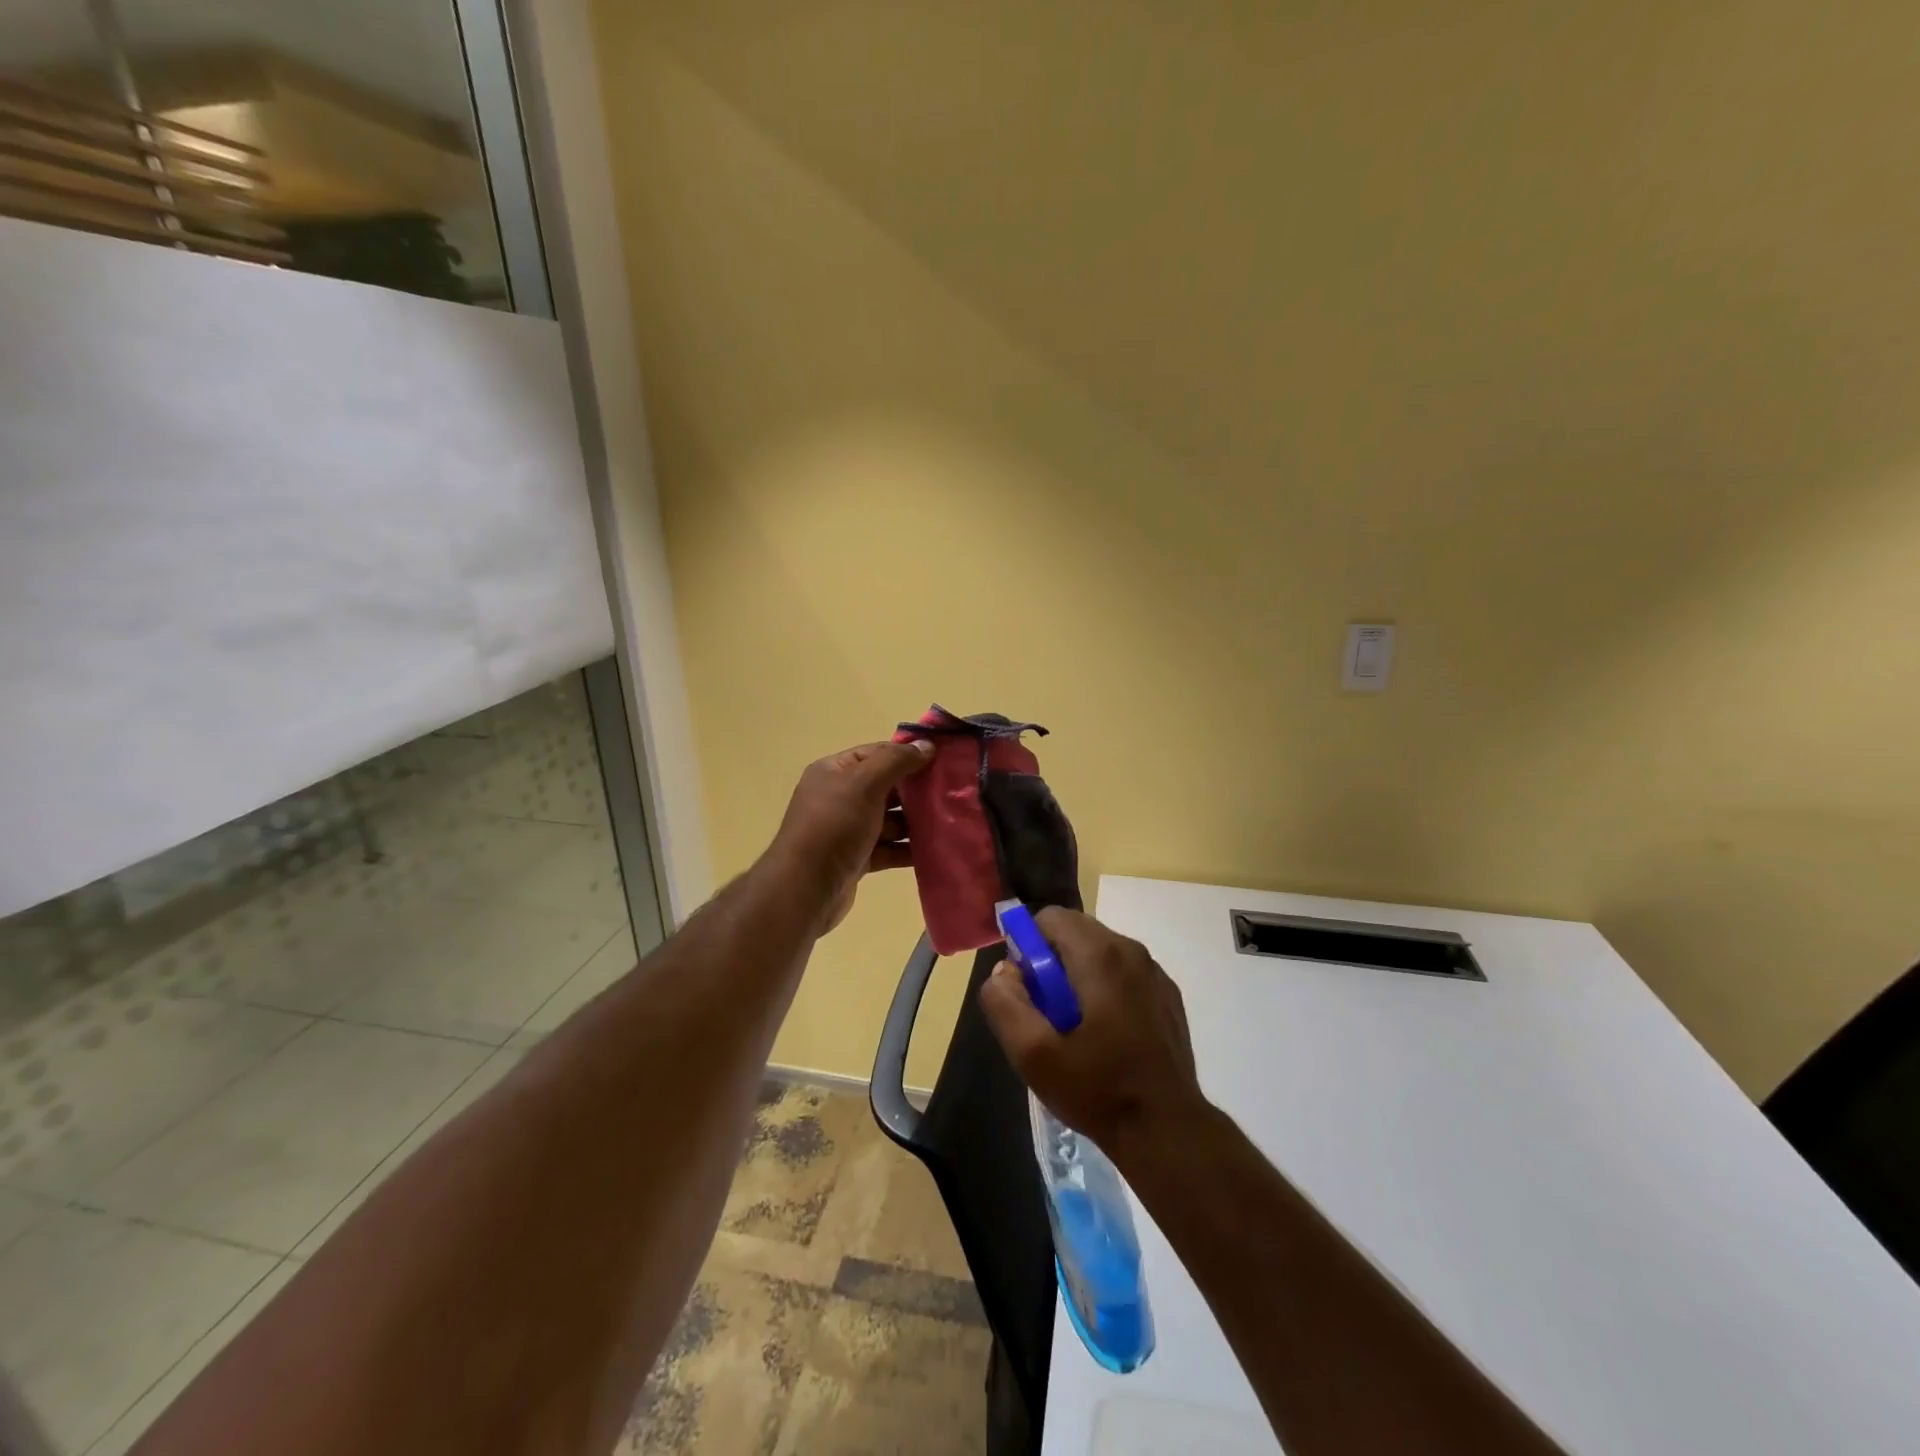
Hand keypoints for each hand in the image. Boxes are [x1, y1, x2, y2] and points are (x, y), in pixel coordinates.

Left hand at [766, 738, 933, 934]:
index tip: (942, 760)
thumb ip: (896, 761)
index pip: (877, 753)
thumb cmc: (835, 825)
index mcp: (835, 771)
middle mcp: (838, 797)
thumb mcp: (865, 783)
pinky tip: (934, 850)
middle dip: (915, 791)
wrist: (806, 887)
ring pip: (889, 820)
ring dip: (915, 822)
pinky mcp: (856, 858)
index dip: (907, 754)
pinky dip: (907, 849)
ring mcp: (847, 829)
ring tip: (949, 822)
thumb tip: (926, 745)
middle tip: (951, 793)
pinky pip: (887, 848)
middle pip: (885, 787)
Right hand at [980, 907, 1208, 1165]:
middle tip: (1048, 1014)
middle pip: (1075, 932)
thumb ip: (1005, 1003)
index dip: (1028, 947)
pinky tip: (1107, 1036)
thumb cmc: (1099, 1090)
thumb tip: (1003, 971)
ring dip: (1078, 975)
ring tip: (1076, 1029)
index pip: (1050, 918)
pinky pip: (1123, 972)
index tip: (1028, 990)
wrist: (1168, 1131)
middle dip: (1052, 962)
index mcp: (1101, 955)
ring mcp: (1155, 972)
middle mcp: (1132, 951)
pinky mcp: (1168, 994)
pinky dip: (1105, 988)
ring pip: (1100, 951)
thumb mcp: (1034, 1055)